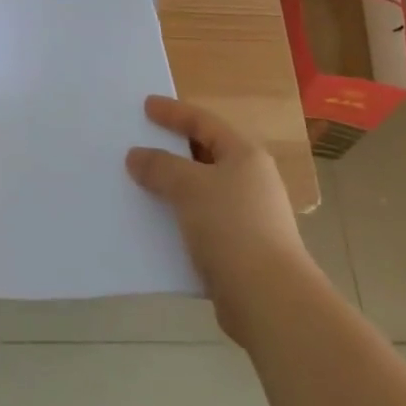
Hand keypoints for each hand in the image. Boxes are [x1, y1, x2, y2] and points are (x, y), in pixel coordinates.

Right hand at [126, 95, 316, 344]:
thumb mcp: (190, 187)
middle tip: (141, 142)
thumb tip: (136, 155)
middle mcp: (250, 180)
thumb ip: (160, 166)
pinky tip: (157, 225)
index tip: (145, 106)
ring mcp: (248, 216)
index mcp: (244, 154)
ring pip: (202, 191)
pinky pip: (202, 222)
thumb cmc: (232, 227)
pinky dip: (180, 218)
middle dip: (172, 150)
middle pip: (204, 154)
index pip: (203, 122)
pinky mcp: (240, 250)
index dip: (173, 112)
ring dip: (173, 187)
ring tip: (141, 183)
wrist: (269, 300)